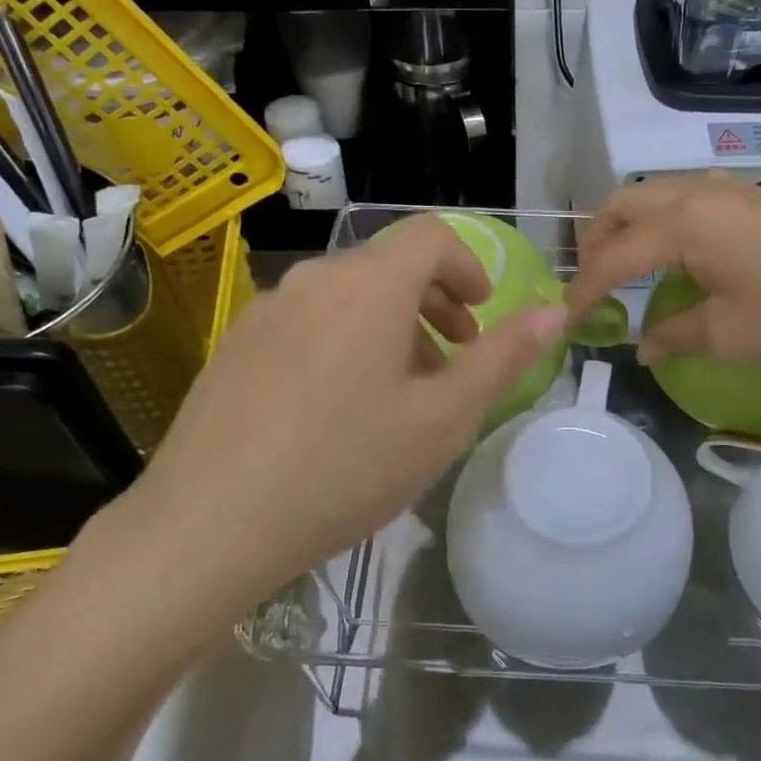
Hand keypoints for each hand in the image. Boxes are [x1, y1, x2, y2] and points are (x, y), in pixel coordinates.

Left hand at [118, 215, 566, 605]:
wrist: (208, 524)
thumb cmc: (344, 467)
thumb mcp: (444, 418)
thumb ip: (503, 357)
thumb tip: (552, 312)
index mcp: (370, 285)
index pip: (431, 235)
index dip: (468, 267)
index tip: (480, 316)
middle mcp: (315, 279)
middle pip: (389, 265)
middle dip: (434, 302)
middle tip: (454, 357)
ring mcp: (266, 309)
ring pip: (347, 295)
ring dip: (389, 325)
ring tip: (399, 390)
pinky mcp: (235, 342)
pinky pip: (307, 320)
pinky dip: (343, 340)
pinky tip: (336, 407)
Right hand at [566, 175, 760, 364]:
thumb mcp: (730, 335)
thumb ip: (675, 335)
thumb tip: (644, 344)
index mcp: (683, 224)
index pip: (614, 256)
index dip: (586, 289)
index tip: (568, 319)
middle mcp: (699, 193)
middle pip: (624, 204)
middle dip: (598, 241)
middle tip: (594, 283)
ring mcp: (732, 189)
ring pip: (658, 194)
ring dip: (632, 226)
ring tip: (631, 268)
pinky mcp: (759, 196)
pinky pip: (691, 197)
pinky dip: (666, 222)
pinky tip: (685, 256)